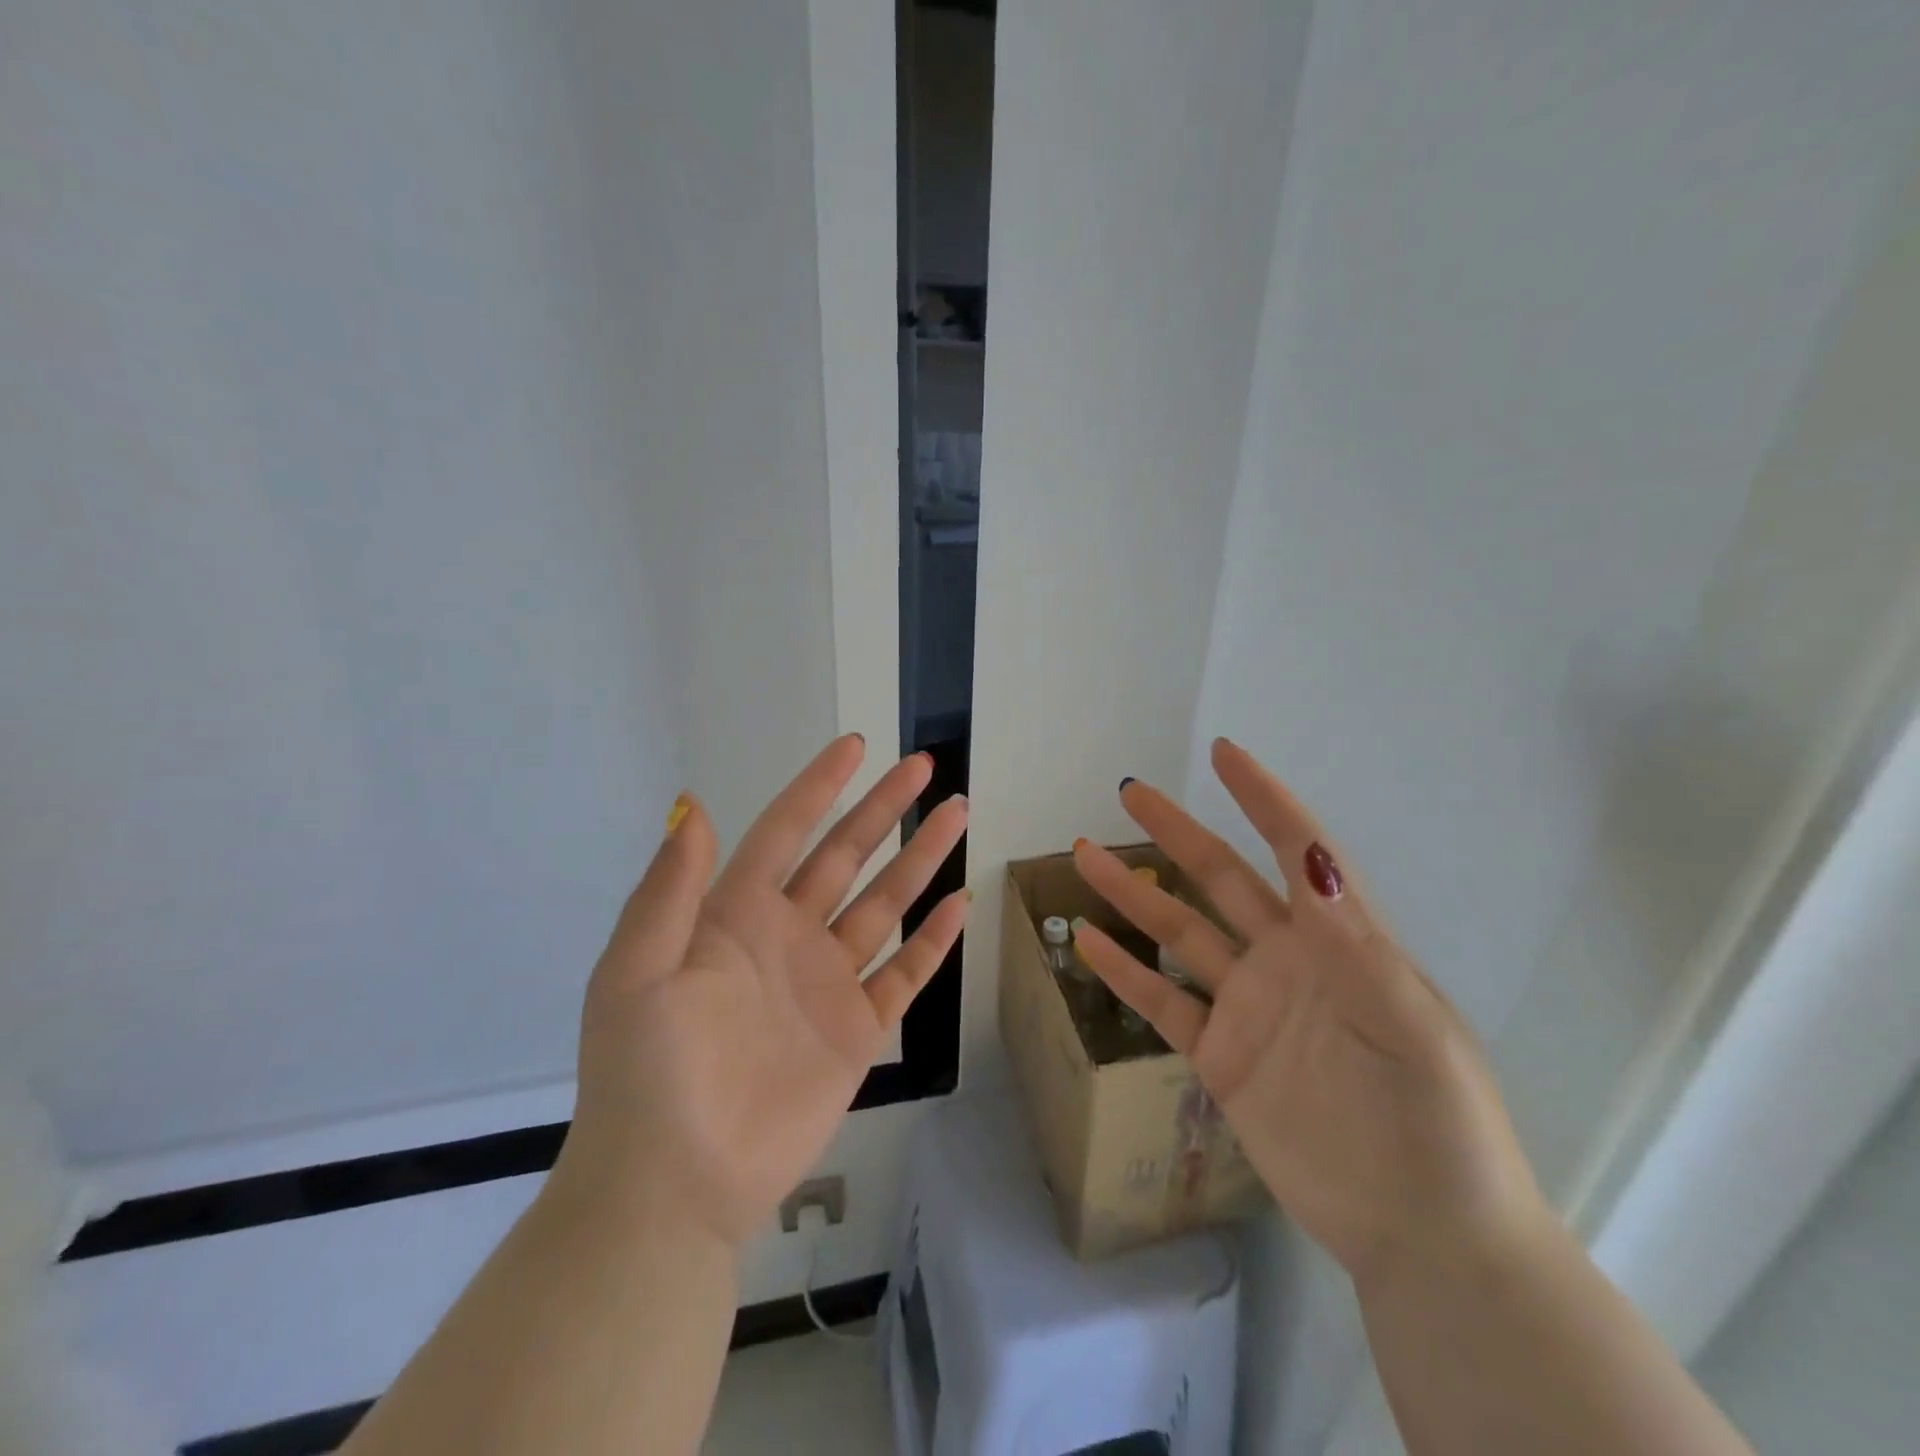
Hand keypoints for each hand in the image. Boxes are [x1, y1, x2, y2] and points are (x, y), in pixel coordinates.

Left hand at [550, 735, 969, 1250]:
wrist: (675, 1187)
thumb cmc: (647, 1072)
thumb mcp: (637, 971)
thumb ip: (669, 889)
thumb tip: (695, 803)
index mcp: (734, 915)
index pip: (785, 831)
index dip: (819, 786)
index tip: (856, 746)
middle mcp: (787, 936)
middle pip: (846, 855)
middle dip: (885, 809)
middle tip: (925, 768)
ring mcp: (826, 982)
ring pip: (884, 905)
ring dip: (920, 861)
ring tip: (957, 815)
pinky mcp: (856, 1031)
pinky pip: (904, 974)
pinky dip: (932, 940)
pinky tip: (958, 904)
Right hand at [1071, 738, 1544, 1283]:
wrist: (1425, 1237)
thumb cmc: (1437, 1124)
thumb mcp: (1412, 1029)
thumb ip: (1356, 945)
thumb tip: (1312, 859)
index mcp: (1338, 943)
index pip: (1296, 852)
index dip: (1262, 800)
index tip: (1223, 753)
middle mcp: (1286, 962)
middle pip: (1219, 881)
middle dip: (1175, 833)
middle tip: (1129, 793)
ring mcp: (1248, 1008)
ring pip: (1179, 934)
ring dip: (1133, 894)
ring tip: (1085, 854)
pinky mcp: (1222, 1057)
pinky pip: (1164, 1003)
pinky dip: (1126, 973)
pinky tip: (1088, 943)